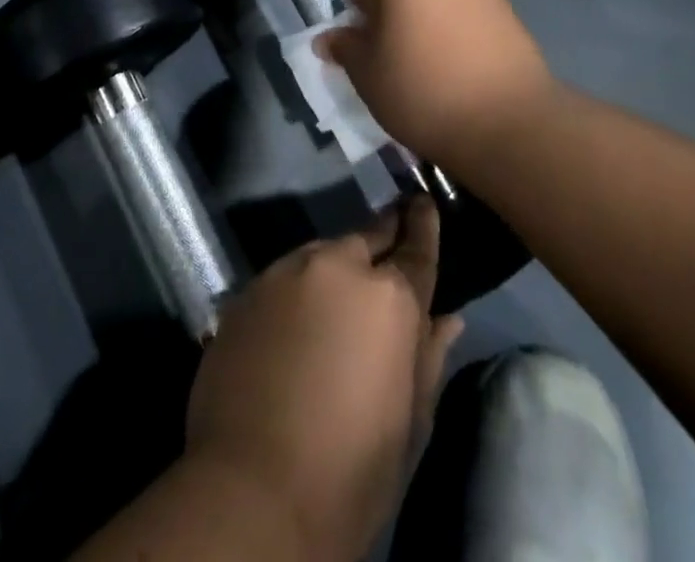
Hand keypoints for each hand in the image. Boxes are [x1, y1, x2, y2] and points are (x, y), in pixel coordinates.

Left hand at [186, 198, 463, 561]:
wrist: (250, 493)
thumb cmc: (350, 471)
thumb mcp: (409, 424)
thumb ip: (428, 358)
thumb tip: (447, 319)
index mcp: (388, 298)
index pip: (415, 247)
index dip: (423, 224)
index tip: (424, 201)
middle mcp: (337, 267)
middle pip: (366, 237)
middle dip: (381, 236)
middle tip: (390, 232)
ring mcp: (286, 273)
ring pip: (322, 253)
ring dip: (337, 266)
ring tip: (340, 289)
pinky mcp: (247, 291)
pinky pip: (284, 277)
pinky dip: (300, 289)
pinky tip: (297, 318)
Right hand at [318, 0, 556, 171]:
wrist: (507, 120)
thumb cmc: (421, 87)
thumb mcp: (365, 73)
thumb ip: (343, 47)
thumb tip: (326, 38)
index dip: (360, 26)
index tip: (369, 59)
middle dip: (395, 18)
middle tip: (396, 63)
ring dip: (426, 23)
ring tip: (430, 69)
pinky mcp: (508, 5)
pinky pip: (465, 12)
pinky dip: (455, 32)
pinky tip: (458, 69)